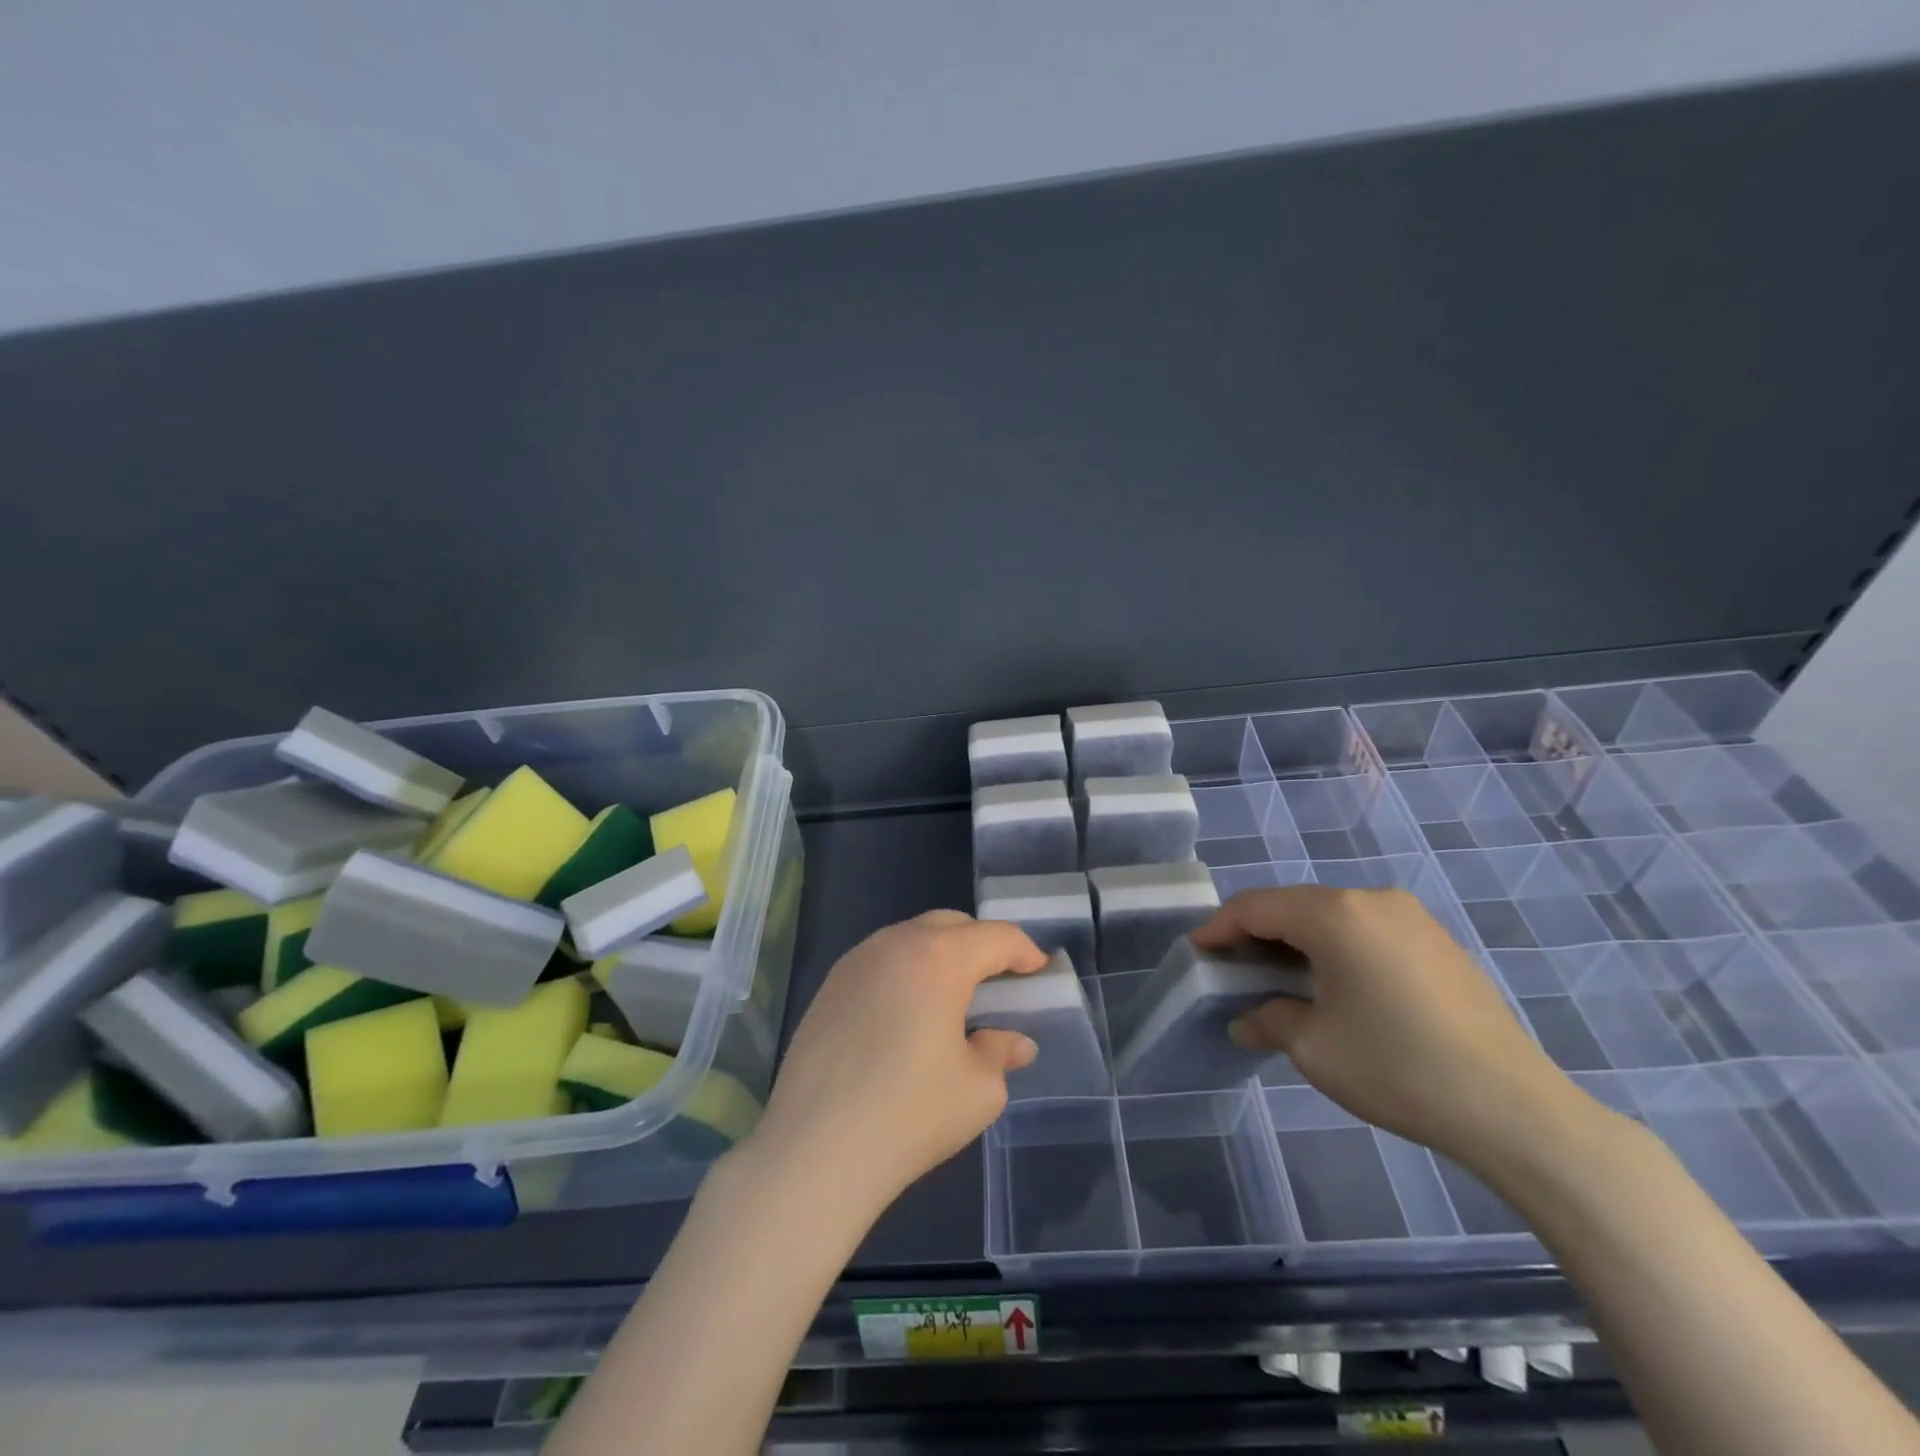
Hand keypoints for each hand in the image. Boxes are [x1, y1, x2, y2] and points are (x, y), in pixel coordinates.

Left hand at [748, 910, 1047, 1215]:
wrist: (815, 1150)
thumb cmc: (910, 1114)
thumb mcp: (978, 1089)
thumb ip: (1000, 1053)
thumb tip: (1013, 1042)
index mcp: (939, 958)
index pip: (995, 937)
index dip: (1023, 950)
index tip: (1038, 971)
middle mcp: (895, 944)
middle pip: (950, 925)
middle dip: (980, 944)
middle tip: (997, 981)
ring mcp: (855, 961)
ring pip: (910, 938)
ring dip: (939, 955)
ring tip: (950, 998)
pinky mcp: (828, 987)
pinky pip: (880, 961)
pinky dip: (905, 972)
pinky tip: (905, 1015)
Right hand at [1192, 885, 1581, 1172]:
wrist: (1514, 1108)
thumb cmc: (1398, 1068)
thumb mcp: (1314, 1048)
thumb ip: (1269, 1020)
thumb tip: (1247, 1020)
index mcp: (1335, 915)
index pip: (1257, 907)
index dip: (1220, 927)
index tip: (1197, 950)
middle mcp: (1371, 900)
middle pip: (1294, 904)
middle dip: (1257, 931)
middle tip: (1233, 965)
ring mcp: (1411, 917)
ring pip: (1331, 914)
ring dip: (1297, 938)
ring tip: (1278, 975)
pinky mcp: (1437, 940)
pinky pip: (1366, 928)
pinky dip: (1336, 945)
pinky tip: (1333, 982)